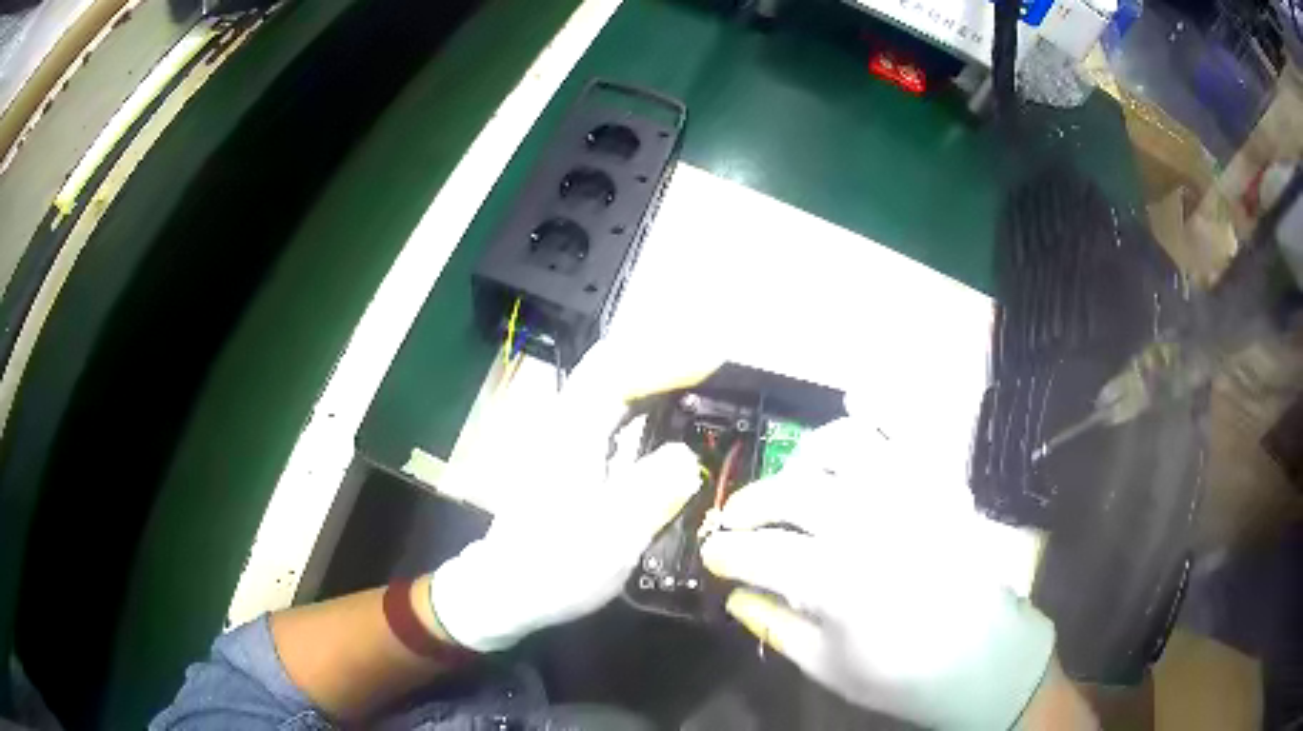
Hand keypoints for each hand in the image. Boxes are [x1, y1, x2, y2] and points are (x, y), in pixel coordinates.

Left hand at [431, 337, 716, 651]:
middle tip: (712, 363)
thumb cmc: (553, 569)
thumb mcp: (610, 541)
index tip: (715, 360)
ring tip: (701, 380)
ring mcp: (564, 440)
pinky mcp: (569, 457)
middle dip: (660, 354)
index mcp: (571, 437)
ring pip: (608, 384)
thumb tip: (688, 457)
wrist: (504, 590)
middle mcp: (565, 425)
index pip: (617, 373)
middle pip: (609, 365)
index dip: (667, 360)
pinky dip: (643, 399)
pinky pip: (611, 410)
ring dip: (653, 373)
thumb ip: (651, 495)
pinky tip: (668, 418)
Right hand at [701, 415, 1056, 729]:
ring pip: (846, 447)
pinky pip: (911, 428)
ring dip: (807, 456)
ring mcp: (913, 496)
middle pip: (794, 493)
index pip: (762, 553)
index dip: (727, 552)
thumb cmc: (902, 675)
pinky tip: (857, 404)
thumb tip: (735, 594)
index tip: (712, 555)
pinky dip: (881, 407)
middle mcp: (874, 527)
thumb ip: (776, 626)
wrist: (982, 659)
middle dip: (752, 503)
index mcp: (842, 584)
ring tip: (796, 477)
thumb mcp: (829, 667)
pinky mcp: (942, 483)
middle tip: (738, 519)